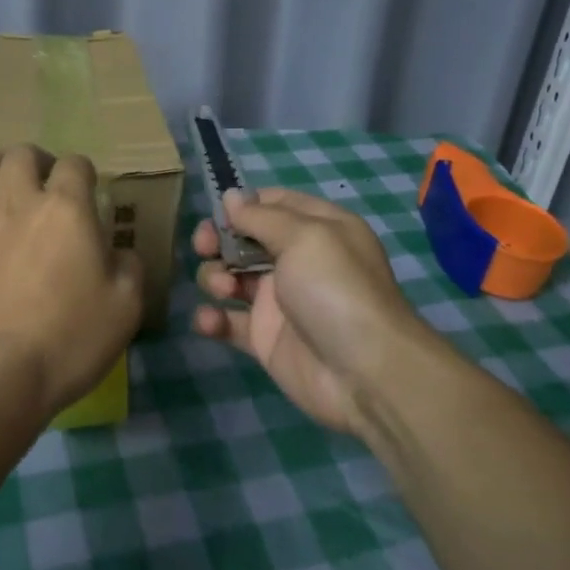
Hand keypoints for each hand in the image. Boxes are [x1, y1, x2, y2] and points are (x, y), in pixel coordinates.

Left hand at [0, 145, 142, 417]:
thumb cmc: (66, 338)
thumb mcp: (124, 308)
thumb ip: (129, 267)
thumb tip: (120, 252)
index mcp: (66, 208)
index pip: (74, 164)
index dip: (83, 173)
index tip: (88, 193)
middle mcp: (18, 201)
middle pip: (21, 154)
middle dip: (37, 162)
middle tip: (46, 187)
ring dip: (0, 171)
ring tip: (9, 194)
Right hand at [193, 189, 424, 435]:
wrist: (364, 373)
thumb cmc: (335, 289)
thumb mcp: (304, 237)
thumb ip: (261, 216)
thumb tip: (230, 196)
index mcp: (317, 228)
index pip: (273, 203)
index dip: (243, 205)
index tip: (219, 214)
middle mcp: (297, 260)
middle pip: (244, 239)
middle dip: (218, 239)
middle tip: (205, 247)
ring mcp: (279, 300)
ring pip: (231, 277)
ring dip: (215, 277)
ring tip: (223, 290)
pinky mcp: (265, 338)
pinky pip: (229, 322)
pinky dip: (213, 319)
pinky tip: (210, 321)